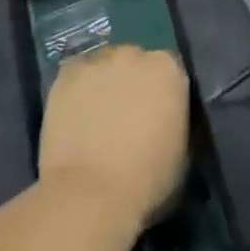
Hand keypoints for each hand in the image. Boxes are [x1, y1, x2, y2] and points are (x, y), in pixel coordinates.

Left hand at [38, 45, 188, 231]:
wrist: (90, 196)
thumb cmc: (146, 182)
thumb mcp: (182, 153)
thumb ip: (176, 121)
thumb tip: (167, 119)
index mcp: (169, 69)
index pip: (169, 70)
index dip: (161, 93)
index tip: (155, 115)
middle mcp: (135, 54)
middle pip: (135, 62)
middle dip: (132, 83)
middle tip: (124, 117)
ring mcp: (98, 62)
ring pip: (104, 66)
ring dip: (104, 84)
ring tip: (95, 118)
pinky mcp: (67, 74)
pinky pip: (76, 76)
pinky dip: (77, 91)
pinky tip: (75, 117)